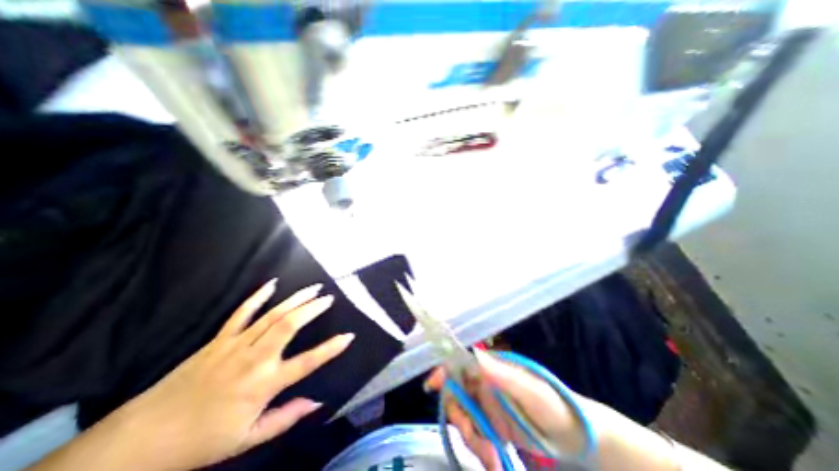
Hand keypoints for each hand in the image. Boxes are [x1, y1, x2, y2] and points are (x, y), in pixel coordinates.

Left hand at [108, 279, 352, 470]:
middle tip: (329, 298)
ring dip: (296, 299)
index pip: (306, 363)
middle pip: (289, 326)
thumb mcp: (249, 438)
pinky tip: (272, 284)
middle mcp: (254, 359)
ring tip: (314, 288)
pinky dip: (258, 297)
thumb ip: (286, 418)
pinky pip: (242, 313)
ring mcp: (235, 345)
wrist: (141, 440)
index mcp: (263, 385)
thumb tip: (318, 402)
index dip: (330, 349)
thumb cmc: (202, 441)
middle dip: (312, 309)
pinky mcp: (219, 339)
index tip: (348, 336)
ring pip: (272, 315)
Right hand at [427, 352, 595, 468]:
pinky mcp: (491, 425)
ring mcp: (487, 405)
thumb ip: (504, 375)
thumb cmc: (555, 405)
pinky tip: (493, 461)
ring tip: (491, 458)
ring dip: (471, 438)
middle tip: (472, 438)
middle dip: (459, 417)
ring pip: (463, 417)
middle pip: (457, 393)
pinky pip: (474, 434)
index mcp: (492, 370)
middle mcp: (485, 384)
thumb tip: (476, 355)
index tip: (432, 386)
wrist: (575, 437)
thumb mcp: (531, 391)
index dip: (444, 371)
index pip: (461, 364)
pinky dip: (479, 449)